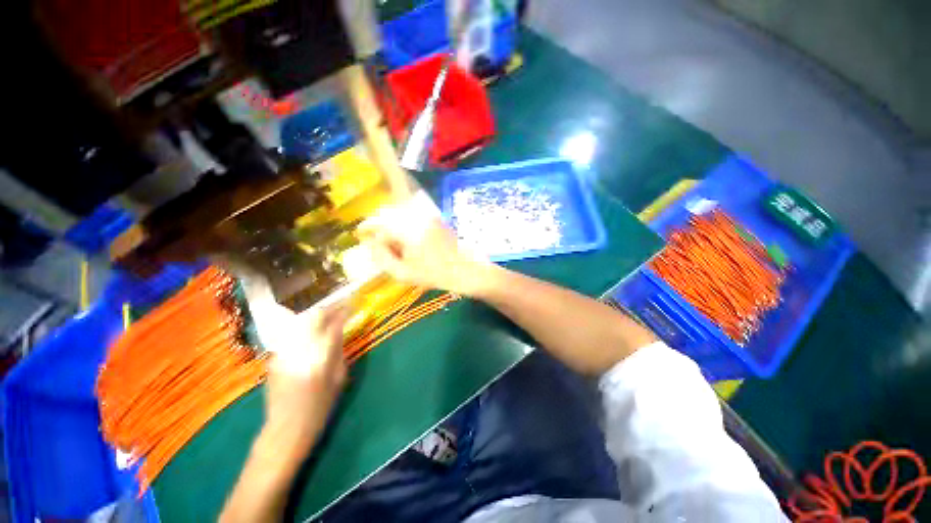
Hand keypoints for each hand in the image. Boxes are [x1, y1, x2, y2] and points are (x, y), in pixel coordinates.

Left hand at [241, 276, 350, 453]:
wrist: (286, 429)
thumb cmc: (320, 407)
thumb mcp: (339, 379)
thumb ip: (340, 351)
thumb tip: (342, 331)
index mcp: (321, 357)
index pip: (335, 324)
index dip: (345, 310)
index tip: (352, 303)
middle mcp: (301, 350)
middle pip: (315, 317)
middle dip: (330, 307)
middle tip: (340, 305)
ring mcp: (284, 352)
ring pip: (301, 321)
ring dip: (317, 315)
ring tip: (328, 314)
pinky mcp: (274, 357)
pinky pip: (292, 334)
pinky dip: (305, 327)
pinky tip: (311, 330)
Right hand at [360, 192, 493, 295]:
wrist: (467, 269)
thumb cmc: (436, 275)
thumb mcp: (404, 273)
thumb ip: (382, 258)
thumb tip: (370, 244)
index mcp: (408, 229)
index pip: (379, 221)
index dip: (366, 226)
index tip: (360, 234)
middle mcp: (418, 216)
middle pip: (389, 214)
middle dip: (380, 226)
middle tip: (379, 243)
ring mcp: (428, 215)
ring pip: (401, 214)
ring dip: (393, 225)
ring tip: (395, 244)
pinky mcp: (436, 217)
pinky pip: (413, 216)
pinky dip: (405, 224)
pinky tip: (409, 240)